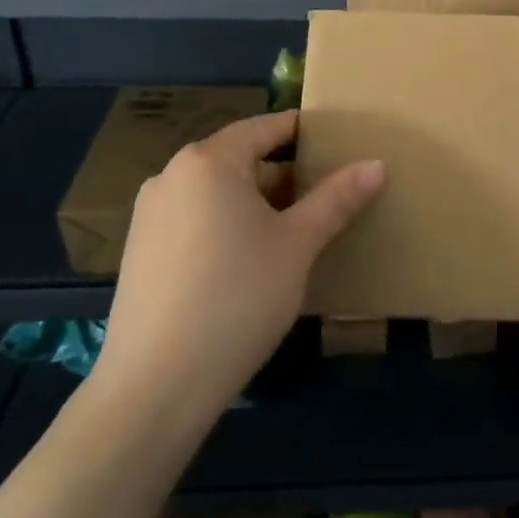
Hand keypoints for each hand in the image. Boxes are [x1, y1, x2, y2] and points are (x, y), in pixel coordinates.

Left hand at [91, 110, 384, 425]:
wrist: (154, 390)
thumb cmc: (237, 297)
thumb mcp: (298, 244)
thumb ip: (338, 198)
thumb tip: (377, 164)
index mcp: (209, 161)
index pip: (266, 127)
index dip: (305, 133)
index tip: (340, 145)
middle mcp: (172, 176)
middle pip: (241, 159)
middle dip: (285, 176)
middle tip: (327, 197)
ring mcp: (149, 217)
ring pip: (218, 194)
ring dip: (258, 205)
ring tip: (297, 232)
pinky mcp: (140, 255)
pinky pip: (196, 221)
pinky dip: (228, 228)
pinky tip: (253, 264)